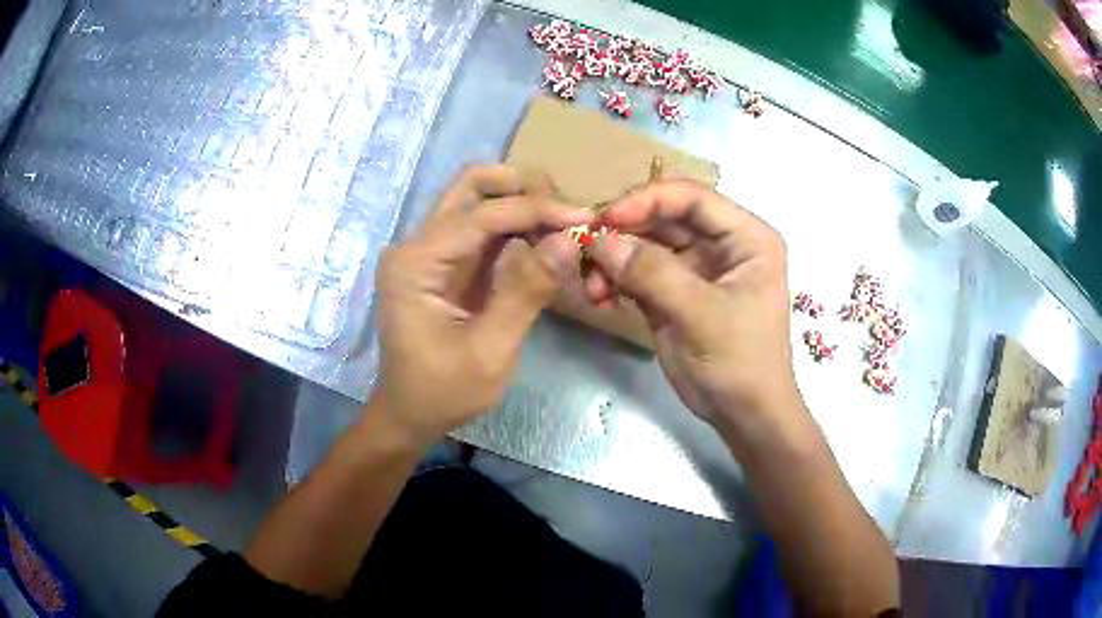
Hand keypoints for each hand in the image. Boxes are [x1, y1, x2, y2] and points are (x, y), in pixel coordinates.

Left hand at [370, 165, 593, 446]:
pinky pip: (483, 227)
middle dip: (523, 188)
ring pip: (478, 199)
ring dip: (523, 203)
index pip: (480, 214)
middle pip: (472, 186)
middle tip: (567, 211)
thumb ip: (526, 292)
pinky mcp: (443, 262)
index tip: (584, 218)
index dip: (535, 210)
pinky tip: (545, 238)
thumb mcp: (490, 351)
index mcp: (415, 263)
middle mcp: (416, 244)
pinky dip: (517, 226)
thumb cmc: (443, 391)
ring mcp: (428, 250)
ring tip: (564, 225)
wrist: (409, 414)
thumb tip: (568, 240)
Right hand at [587, 181, 804, 439]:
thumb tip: (600, 241)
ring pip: (645, 245)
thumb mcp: (702, 315)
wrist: (743, 415)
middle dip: (624, 233)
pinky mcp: (674, 292)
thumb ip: (653, 274)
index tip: (606, 218)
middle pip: (664, 218)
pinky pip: (638, 273)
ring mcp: (696, 268)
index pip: (693, 198)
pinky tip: (600, 297)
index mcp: (746, 237)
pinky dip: (616, 280)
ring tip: (591, 286)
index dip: (648, 200)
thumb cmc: (739, 362)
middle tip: (585, 250)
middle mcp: (721, 244)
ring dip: (614, 259)